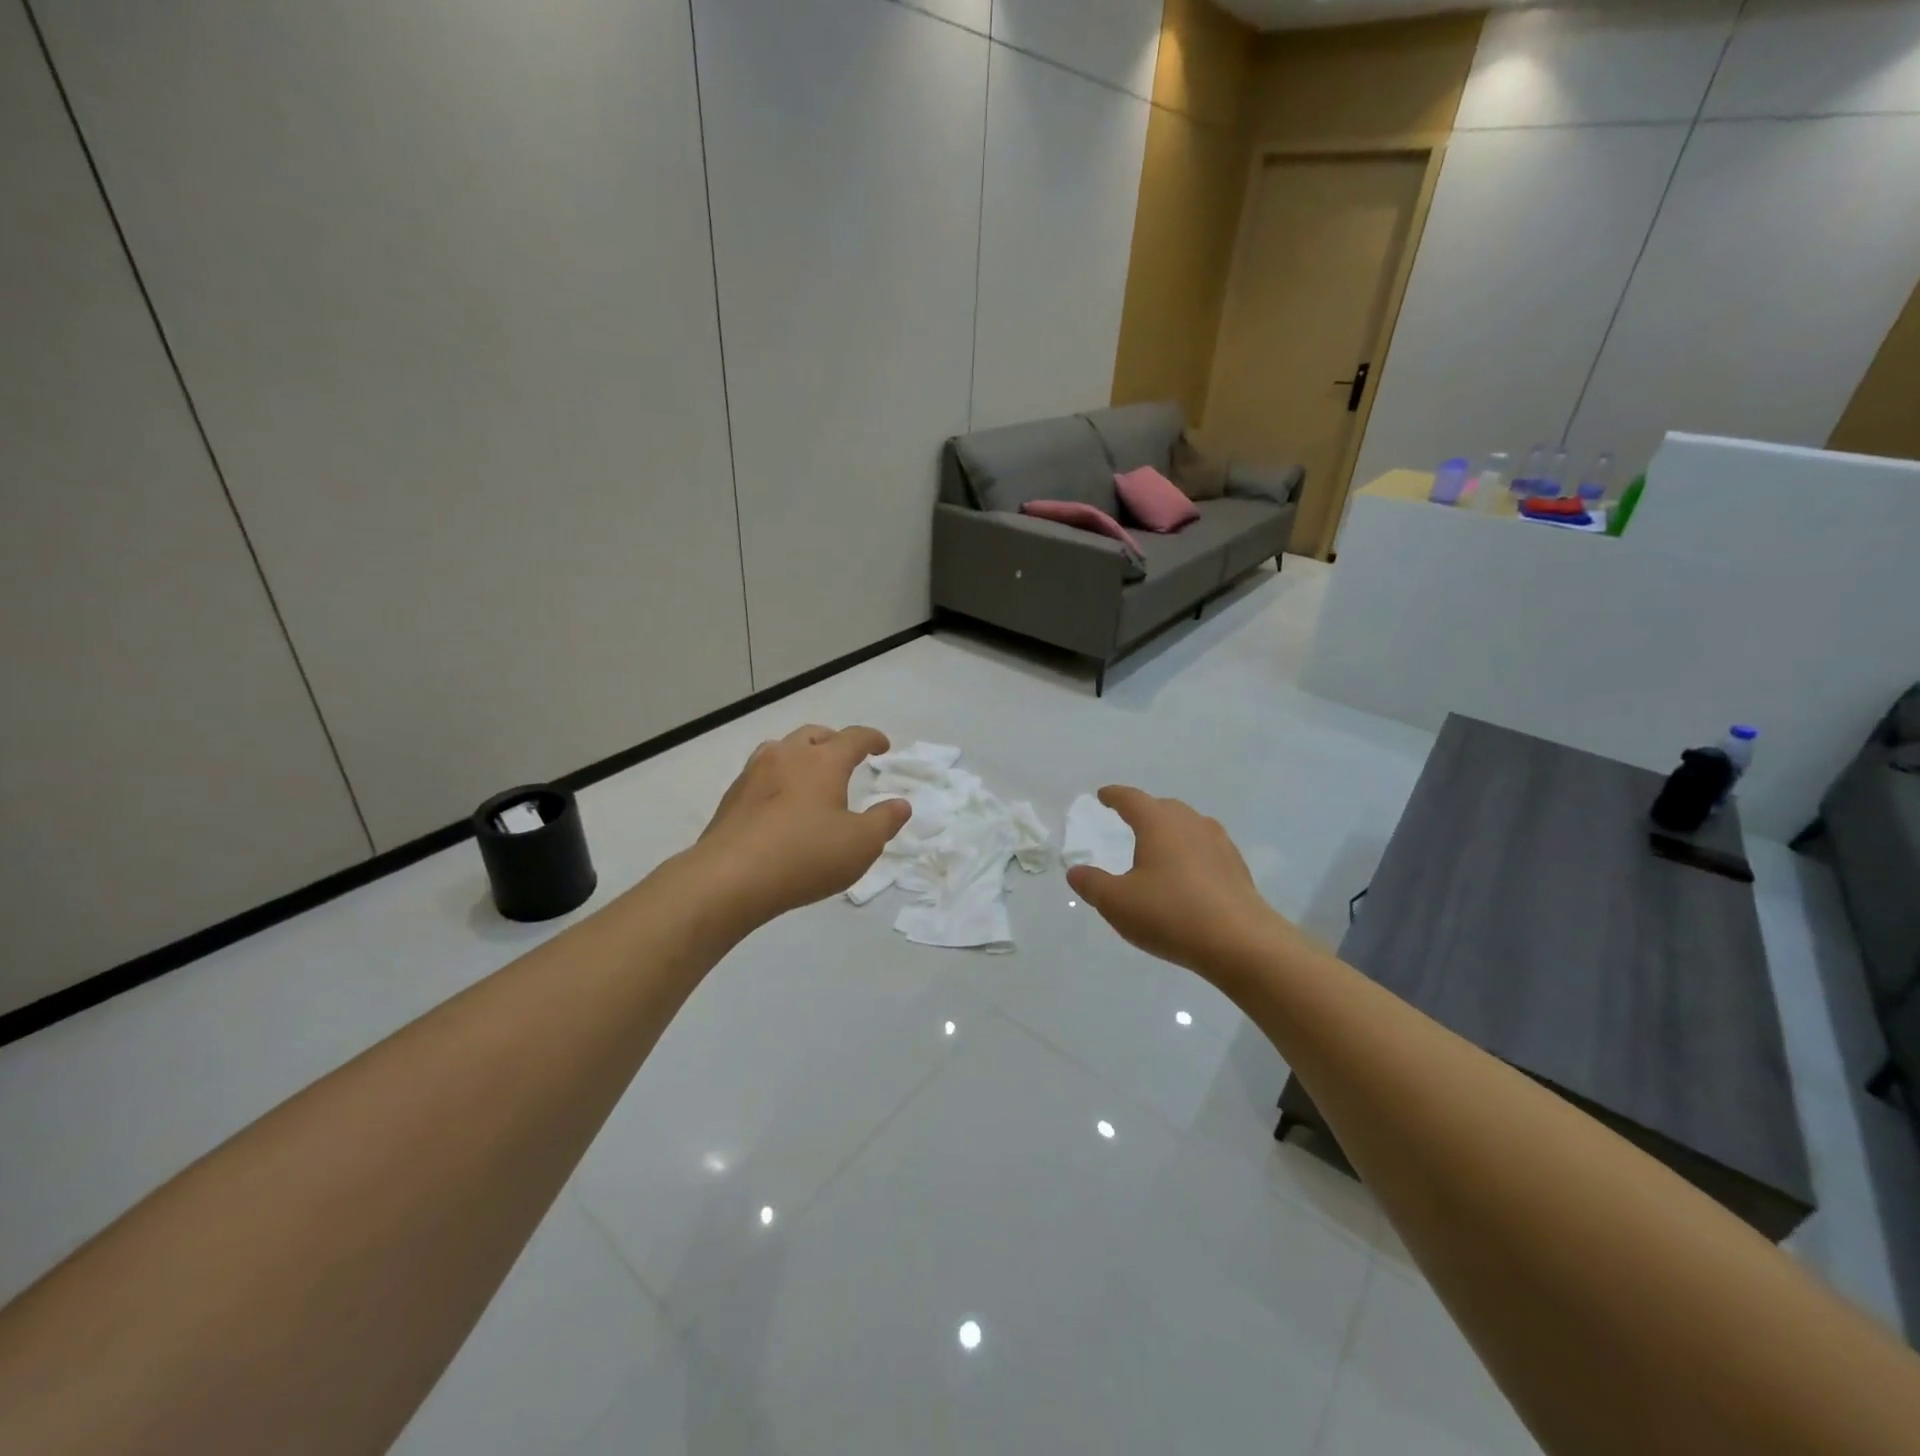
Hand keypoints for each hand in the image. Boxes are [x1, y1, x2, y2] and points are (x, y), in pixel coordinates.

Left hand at [693, 724, 909, 924]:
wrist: (729, 878)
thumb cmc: (805, 856)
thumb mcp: (861, 844)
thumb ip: (885, 821)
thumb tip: (901, 804)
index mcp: (822, 762)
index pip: (853, 738)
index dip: (872, 739)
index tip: (882, 746)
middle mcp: (786, 757)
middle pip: (814, 735)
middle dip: (834, 741)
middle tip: (846, 757)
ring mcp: (753, 774)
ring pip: (781, 750)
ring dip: (801, 755)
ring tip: (810, 775)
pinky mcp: (731, 798)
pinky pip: (760, 775)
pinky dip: (778, 779)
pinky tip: (779, 804)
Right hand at [1065, 786, 1291, 978]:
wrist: (1241, 942)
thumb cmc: (1171, 913)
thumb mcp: (1117, 902)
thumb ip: (1092, 884)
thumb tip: (1076, 871)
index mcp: (1158, 823)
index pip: (1131, 799)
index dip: (1114, 796)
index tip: (1103, 795)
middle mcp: (1190, 823)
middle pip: (1164, 808)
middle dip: (1145, 811)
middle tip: (1130, 820)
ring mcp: (1219, 843)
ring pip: (1189, 826)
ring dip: (1171, 831)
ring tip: (1159, 847)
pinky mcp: (1237, 867)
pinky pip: (1206, 849)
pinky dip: (1191, 853)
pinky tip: (1188, 875)